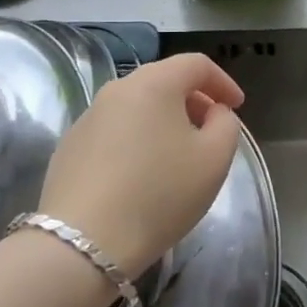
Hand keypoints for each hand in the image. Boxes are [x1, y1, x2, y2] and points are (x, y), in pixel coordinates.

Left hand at [38, 53, 244, 275]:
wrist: (83, 243)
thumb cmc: (159, 194)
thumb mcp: (214, 159)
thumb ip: (226, 124)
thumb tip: (214, 113)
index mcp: (154, 83)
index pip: (196, 64)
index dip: (223, 81)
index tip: (237, 107)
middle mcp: (117, 89)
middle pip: (164, 81)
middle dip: (193, 100)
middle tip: (210, 130)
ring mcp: (88, 117)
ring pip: (137, 106)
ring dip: (163, 120)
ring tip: (177, 155)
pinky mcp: (69, 146)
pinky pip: (114, 130)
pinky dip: (136, 140)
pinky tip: (141, 175)